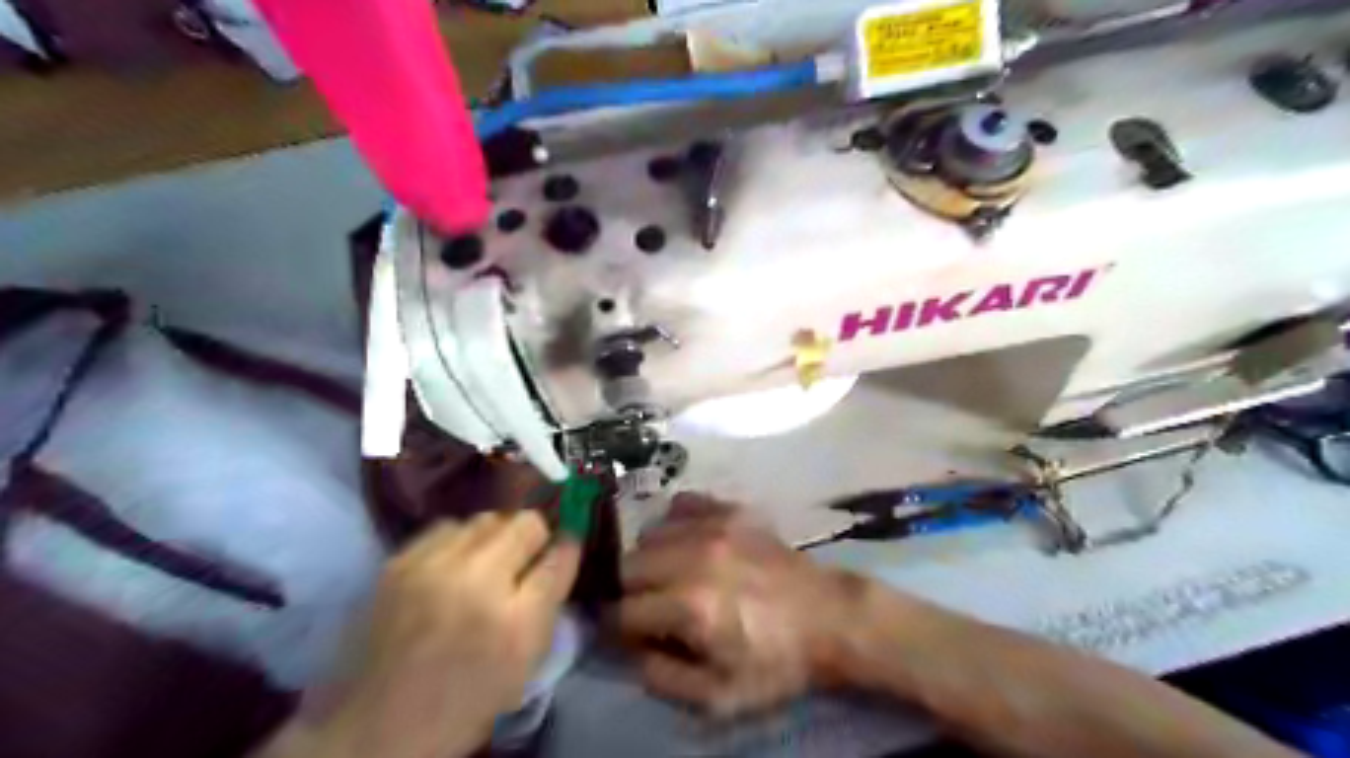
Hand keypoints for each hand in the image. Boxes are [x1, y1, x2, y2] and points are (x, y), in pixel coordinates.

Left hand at [320, 510, 584, 757]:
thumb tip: (566, 544)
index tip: (562, 549)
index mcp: (515, 619)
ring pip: (484, 520)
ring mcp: (431, 567)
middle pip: (523, 523)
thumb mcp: (525, 659)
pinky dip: (458, 541)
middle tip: (520, 565)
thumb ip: (551, 597)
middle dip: (530, 539)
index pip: (558, 554)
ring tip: (484, 566)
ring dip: (493, 538)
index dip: (565, 546)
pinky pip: (446, 527)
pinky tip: (451, 568)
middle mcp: (476, 582)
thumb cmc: (467, 697)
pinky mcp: (398, 563)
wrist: (378, 725)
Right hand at [614, 493, 863, 719]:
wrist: (828, 617)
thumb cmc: (775, 662)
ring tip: (669, 576)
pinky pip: (680, 504)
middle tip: (648, 607)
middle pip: (626, 567)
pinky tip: (686, 543)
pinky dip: (673, 523)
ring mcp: (712, 526)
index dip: (617, 629)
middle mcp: (693, 558)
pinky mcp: (729, 509)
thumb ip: (661, 677)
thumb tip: (629, 649)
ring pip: (648, 534)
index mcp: (689, 606)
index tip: (627, 635)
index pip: (622, 611)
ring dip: (648, 559)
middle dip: (628, 592)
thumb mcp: (719, 697)